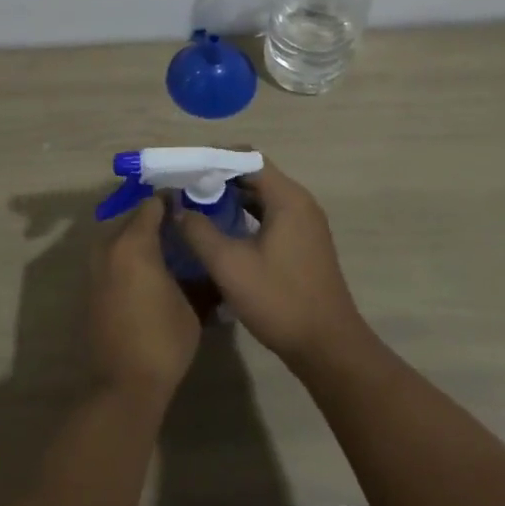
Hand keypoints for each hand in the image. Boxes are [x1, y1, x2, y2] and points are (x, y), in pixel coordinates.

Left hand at [89, 194, 199, 407]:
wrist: (123, 387)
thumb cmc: (162, 341)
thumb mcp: (192, 305)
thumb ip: (197, 273)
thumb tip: (204, 259)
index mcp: (134, 243)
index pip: (153, 205)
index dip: (173, 201)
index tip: (192, 204)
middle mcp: (109, 248)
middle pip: (134, 219)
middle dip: (157, 220)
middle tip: (184, 227)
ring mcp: (95, 269)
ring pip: (121, 239)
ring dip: (141, 240)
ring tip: (170, 250)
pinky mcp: (91, 289)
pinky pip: (113, 260)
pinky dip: (129, 259)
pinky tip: (152, 273)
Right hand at [174, 161, 368, 369]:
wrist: (328, 347)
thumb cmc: (279, 300)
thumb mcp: (230, 266)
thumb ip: (199, 231)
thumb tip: (176, 207)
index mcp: (287, 198)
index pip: (248, 158)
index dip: (215, 158)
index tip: (186, 168)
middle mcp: (300, 202)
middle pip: (255, 175)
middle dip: (220, 178)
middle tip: (185, 188)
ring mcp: (305, 224)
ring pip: (262, 197)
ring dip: (232, 199)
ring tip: (197, 207)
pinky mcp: (304, 244)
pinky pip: (270, 215)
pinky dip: (246, 216)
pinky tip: (222, 232)